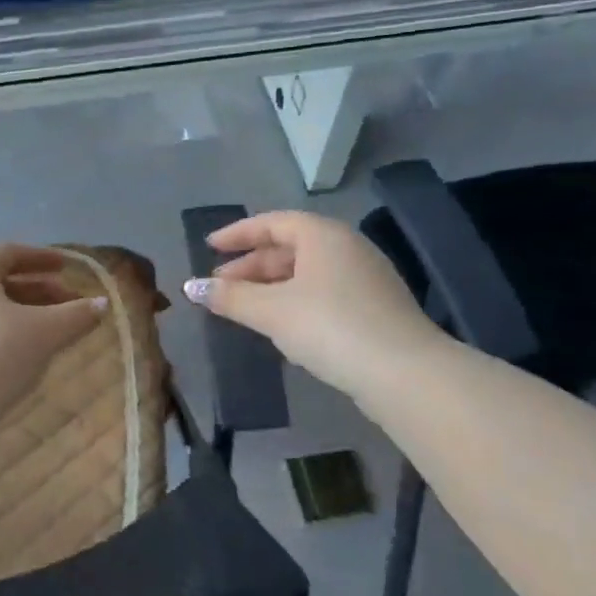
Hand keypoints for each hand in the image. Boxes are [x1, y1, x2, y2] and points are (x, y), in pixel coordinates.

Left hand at [0, 244, 103, 429]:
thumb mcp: (44, 333)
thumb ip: (76, 315)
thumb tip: (102, 303)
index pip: (9, 253)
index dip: (42, 258)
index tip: (67, 268)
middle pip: (0, 281)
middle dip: (39, 291)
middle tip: (70, 304)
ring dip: (24, 315)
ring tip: (53, 333)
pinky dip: (6, 335)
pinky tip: (25, 359)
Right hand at [184, 211, 442, 401]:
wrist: (403, 372)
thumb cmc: (330, 327)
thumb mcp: (272, 311)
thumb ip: (231, 297)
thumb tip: (193, 287)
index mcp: (323, 235)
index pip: (273, 222)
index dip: (238, 234)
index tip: (209, 246)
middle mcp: (347, 247)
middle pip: (290, 247)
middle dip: (251, 266)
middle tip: (220, 286)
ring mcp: (365, 278)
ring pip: (307, 272)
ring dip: (271, 286)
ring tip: (243, 307)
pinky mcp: (374, 308)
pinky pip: (323, 292)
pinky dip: (295, 300)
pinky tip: (281, 324)